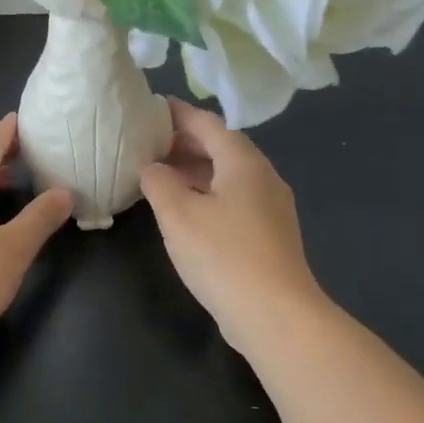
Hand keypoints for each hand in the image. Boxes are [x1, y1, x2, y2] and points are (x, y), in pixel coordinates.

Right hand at [138, 99, 326, 354]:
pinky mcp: (270, 233)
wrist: (275, 315)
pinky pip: (234, 198)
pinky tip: (186, 210)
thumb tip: (152, 167)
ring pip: (227, 175)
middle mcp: (262, 176)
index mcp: (243, 162)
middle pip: (221, 147)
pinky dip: (207, 192)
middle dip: (184, 142)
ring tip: (160, 175)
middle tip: (148, 144)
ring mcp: (271, 206)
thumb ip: (159, 182)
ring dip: (194, 170)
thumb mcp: (178, 214)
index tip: (151, 107)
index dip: (178, 114)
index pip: (207, 123)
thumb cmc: (223, 255)